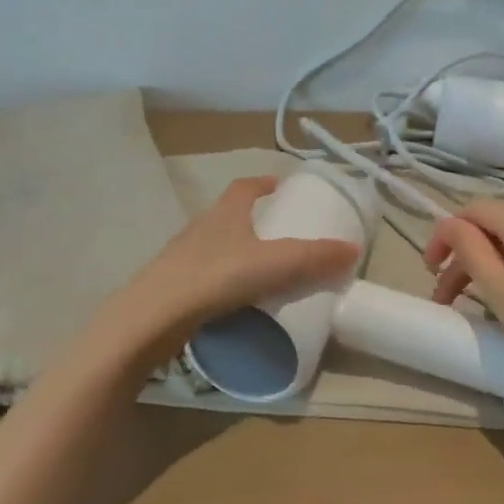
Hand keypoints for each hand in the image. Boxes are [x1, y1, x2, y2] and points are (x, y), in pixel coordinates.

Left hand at [110, 177, 359, 350]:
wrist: (151, 319)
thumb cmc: (214, 278)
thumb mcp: (273, 265)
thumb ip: (313, 258)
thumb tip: (353, 248)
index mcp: (224, 213)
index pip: (244, 187)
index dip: (263, 184)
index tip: (280, 187)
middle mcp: (200, 228)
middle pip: (229, 216)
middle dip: (254, 221)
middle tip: (281, 236)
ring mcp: (182, 258)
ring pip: (216, 247)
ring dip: (238, 253)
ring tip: (263, 273)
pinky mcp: (173, 288)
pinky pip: (205, 277)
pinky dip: (223, 283)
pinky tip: (236, 303)